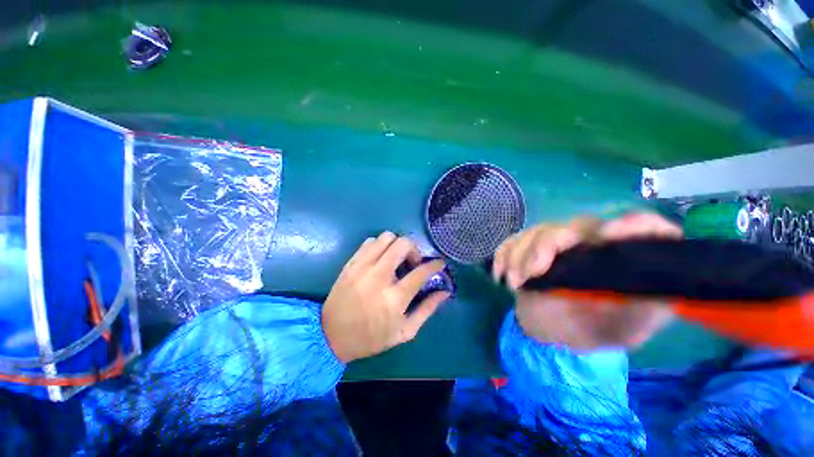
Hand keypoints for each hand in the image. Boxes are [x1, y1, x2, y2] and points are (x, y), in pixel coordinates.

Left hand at [322, 232, 449, 362]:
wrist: (331, 335)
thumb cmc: (371, 337)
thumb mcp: (405, 332)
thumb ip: (427, 310)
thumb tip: (445, 292)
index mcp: (395, 298)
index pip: (421, 271)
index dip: (435, 264)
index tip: (439, 263)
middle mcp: (379, 277)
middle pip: (403, 244)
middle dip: (414, 249)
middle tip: (412, 262)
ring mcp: (362, 267)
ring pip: (386, 237)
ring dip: (397, 245)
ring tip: (396, 259)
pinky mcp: (351, 263)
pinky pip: (370, 241)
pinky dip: (380, 245)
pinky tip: (380, 258)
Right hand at [492, 213, 682, 349]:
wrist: (554, 332)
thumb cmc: (592, 330)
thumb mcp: (627, 329)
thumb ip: (644, 307)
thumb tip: (653, 281)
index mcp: (623, 258)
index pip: (643, 227)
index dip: (634, 224)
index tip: (609, 236)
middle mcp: (591, 242)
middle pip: (573, 226)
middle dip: (547, 246)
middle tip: (532, 273)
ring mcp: (556, 243)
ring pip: (536, 231)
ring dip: (520, 255)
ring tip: (514, 284)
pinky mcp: (530, 248)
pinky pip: (512, 241)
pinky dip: (504, 255)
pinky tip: (500, 274)